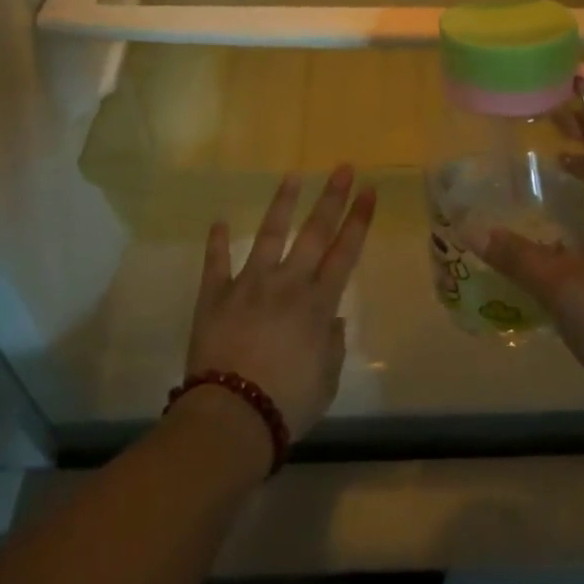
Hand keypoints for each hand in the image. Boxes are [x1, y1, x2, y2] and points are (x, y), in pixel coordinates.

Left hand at [184, 164, 377, 442]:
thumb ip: (332, 345)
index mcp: (318, 304)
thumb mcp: (326, 380)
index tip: (369, 190)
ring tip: (292, 175)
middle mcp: (287, 284)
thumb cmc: (288, 403)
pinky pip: (216, 263)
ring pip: (268, 235)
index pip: (345, 252)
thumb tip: (332, 319)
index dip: (359, 220)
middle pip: (314, 232)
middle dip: (332, 198)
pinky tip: (218, 222)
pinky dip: (216, 243)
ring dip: (282, 204)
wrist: (233, 415)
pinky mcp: (214, 295)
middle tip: (343, 168)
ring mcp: (249, 284)